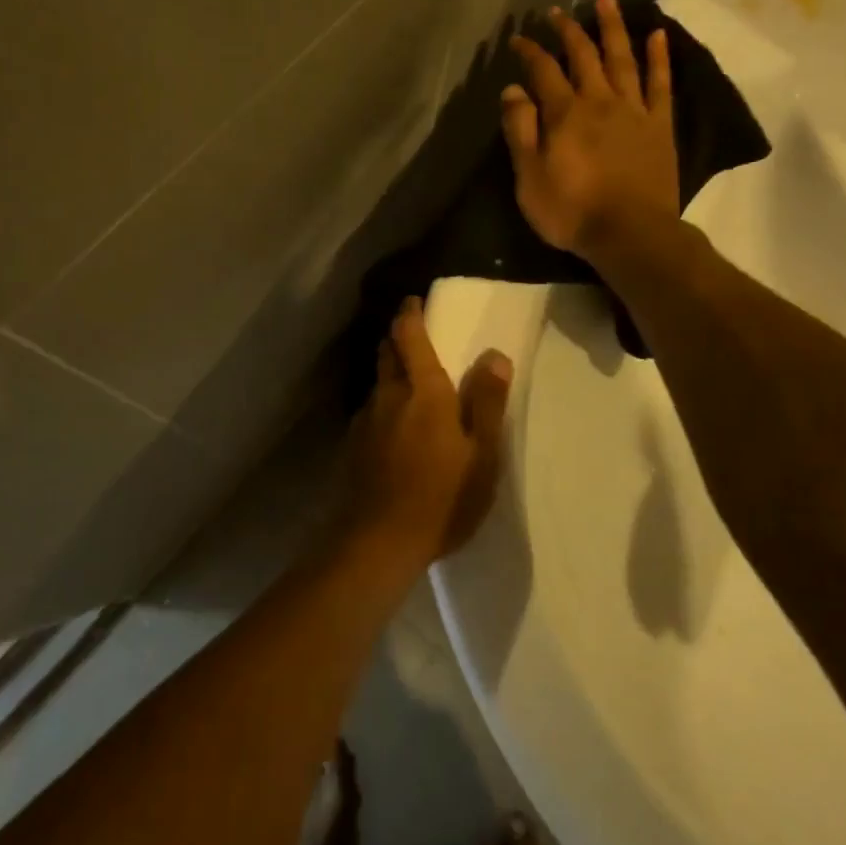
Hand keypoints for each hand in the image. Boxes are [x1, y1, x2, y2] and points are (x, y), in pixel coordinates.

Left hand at [347, 298, 512, 566]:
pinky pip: (370, 413)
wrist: (377, 543)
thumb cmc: (441, 498)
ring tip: (411, 388)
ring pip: (377, 384)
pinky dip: (383, 407)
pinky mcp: (352, 448)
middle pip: (386, 353)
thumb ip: (486, 401)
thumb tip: (494, 354)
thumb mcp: (481, 454)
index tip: (414, 301)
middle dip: (397, 338)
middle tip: (414, 337)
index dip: (410, 314)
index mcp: (422, 391)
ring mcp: (364, 422)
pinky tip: (395, 431)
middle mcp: (387, 396)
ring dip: (390, 374)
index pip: (408, 336)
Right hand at [501, 0, 677, 260]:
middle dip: (567, 31)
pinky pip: (660, 83)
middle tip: (556, 12)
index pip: (543, 70)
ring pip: (622, 59)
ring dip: (613, 28)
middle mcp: (599, 101)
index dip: (530, 51)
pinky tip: (657, 35)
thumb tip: (513, 89)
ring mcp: (634, 110)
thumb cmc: (571, 211)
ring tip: (606, 1)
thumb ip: (520, 130)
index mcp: (565, 113)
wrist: (630, 233)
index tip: (518, 38)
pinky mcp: (659, 125)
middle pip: (583, 55)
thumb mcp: (529, 177)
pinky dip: (658, 57)